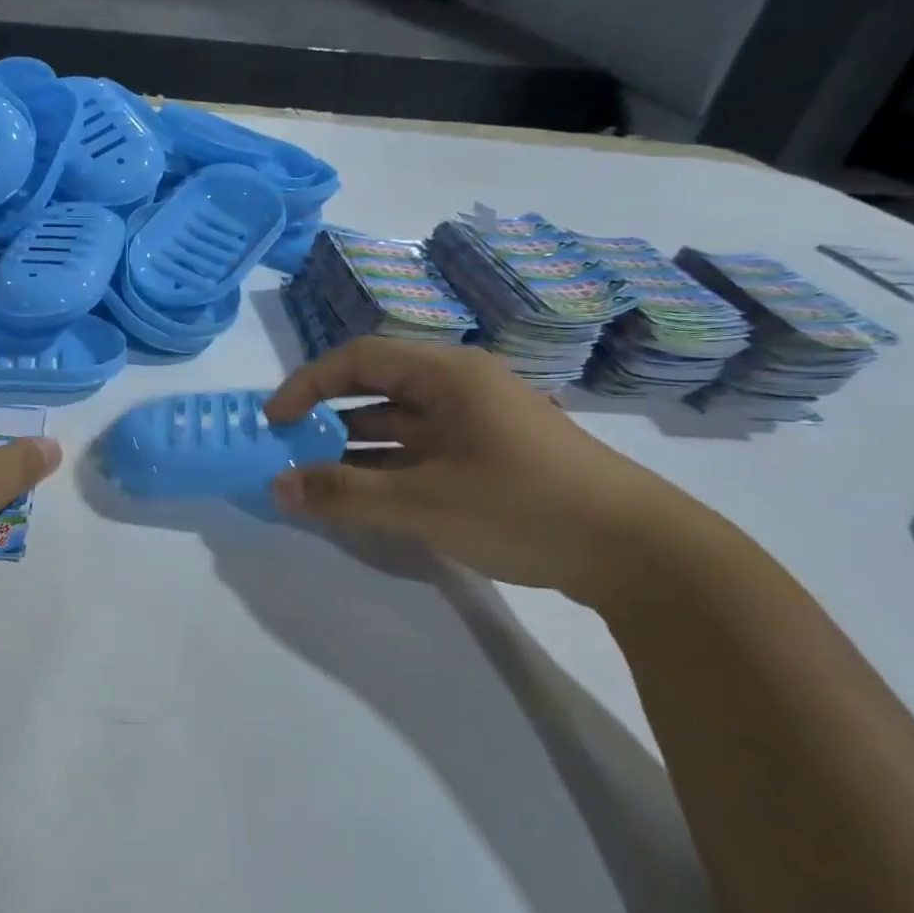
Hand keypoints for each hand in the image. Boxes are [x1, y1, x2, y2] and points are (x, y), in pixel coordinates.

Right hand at [263, 339, 699, 604]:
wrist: (640, 553)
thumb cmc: (524, 506)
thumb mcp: (423, 502)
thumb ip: (344, 494)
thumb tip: (276, 487)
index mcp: (448, 375)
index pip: (358, 359)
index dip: (307, 384)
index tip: (273, 421)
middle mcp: (460, 387)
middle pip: (376, 388)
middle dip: (327, 417)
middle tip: (289, 450)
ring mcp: (477, 423)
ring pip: (397, 424)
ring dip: (354, 448)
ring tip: (315, 479)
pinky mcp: (489, 456)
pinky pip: (420, 451)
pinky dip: (386, 469)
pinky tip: (363, 498)